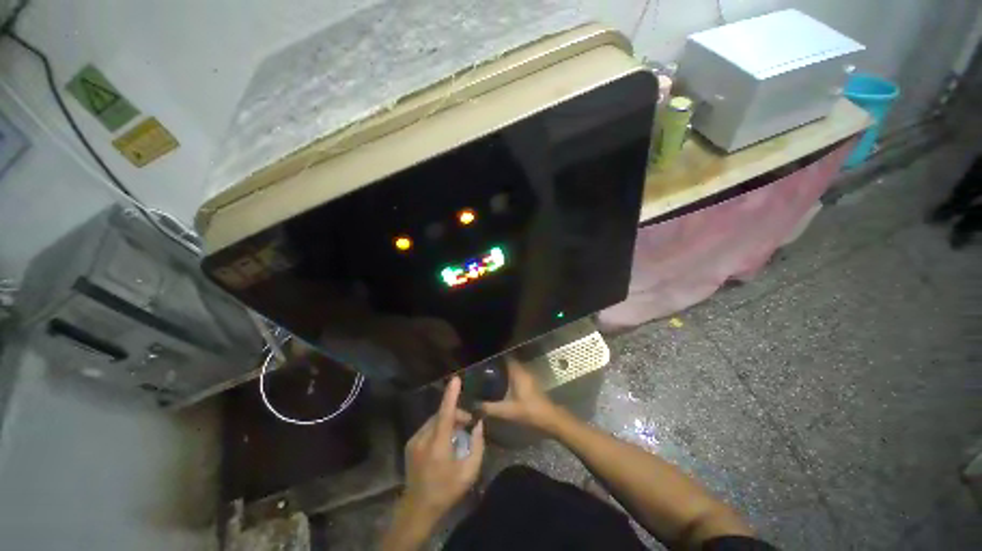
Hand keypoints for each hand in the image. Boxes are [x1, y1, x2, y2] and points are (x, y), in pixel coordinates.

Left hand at [402, 376, 484, 522]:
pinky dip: (439, 428)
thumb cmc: (446, 491)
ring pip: (434, 420)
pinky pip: (428, 428)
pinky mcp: (410, 444)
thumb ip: (477, 446)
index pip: (445, 414)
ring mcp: (414, 441)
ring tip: (458, 434)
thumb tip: (478, 425)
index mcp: (437, 445)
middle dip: (457, 415)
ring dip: (448, 421)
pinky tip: (445, 441)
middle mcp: (423, 439)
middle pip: (442, 415)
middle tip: (469, 424)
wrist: (417, 509)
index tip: (455, 379)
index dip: (451, 395)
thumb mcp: (469, 473)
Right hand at [481, 359, 561, 431]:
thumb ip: (489, 408)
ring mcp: (528, 377)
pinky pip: (516, 375)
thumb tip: (473, 405)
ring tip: (488, 374)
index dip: (495, 356)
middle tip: (483, 368)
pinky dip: (508, 377)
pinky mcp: (530, 383)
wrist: (550, 418)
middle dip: (497, 364)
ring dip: (503, 370)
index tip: (484, 357)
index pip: (506, 357)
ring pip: (513, 368)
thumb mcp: (507, 411)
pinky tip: (501, 384)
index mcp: (518, 372)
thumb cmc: (529, 411)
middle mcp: (523, 371)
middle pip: (508, 362)